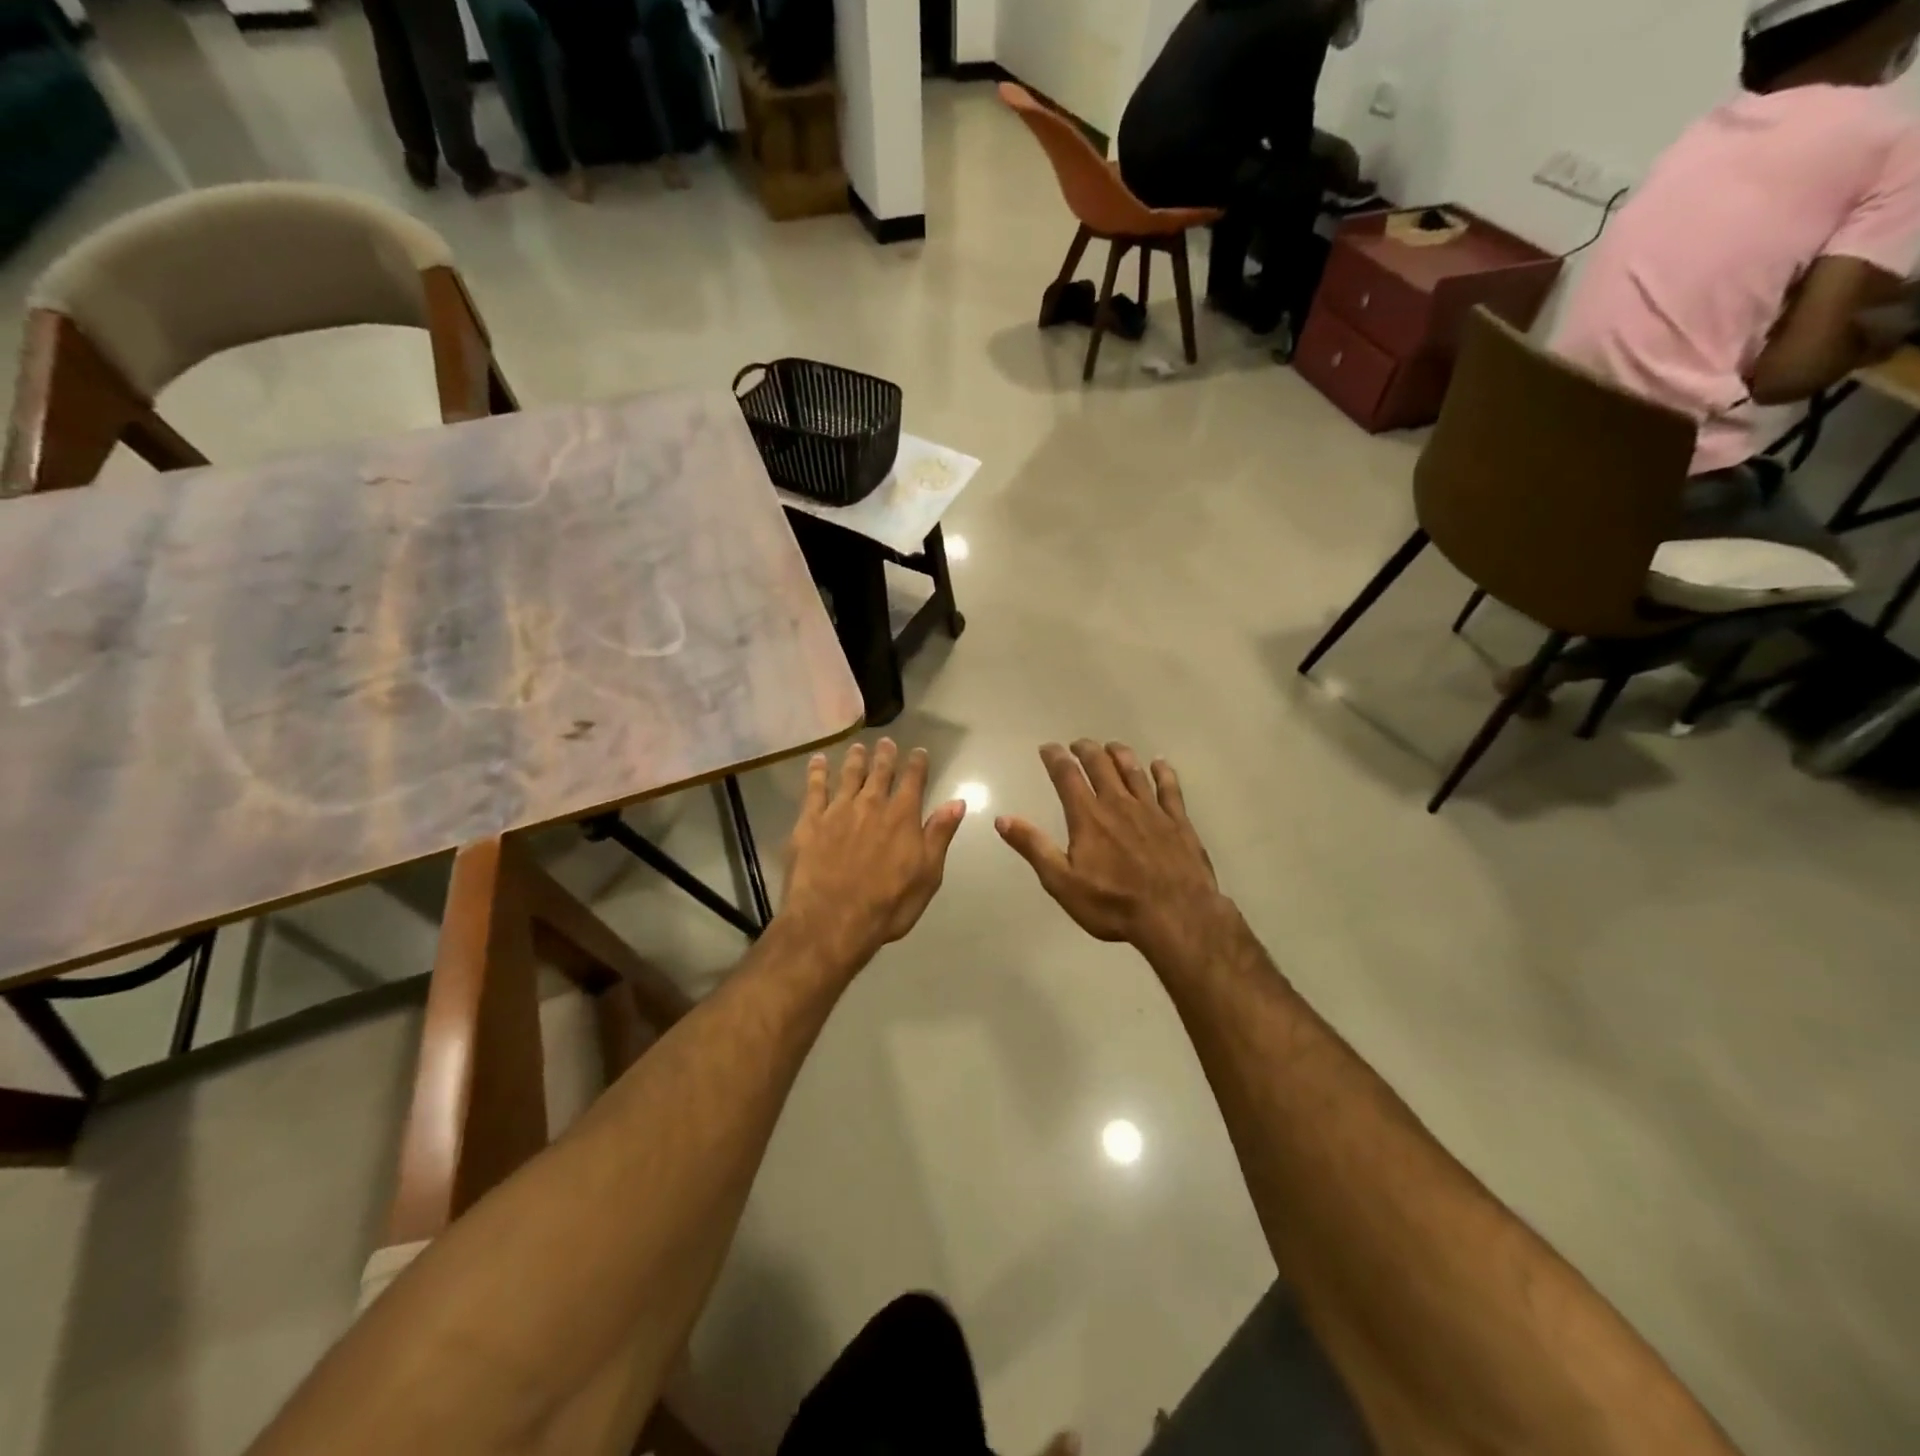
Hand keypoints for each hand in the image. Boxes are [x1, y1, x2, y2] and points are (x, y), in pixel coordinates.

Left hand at [779, 739, 965, 971]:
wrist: (832, 921)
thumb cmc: (888, 904)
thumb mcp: (927, 874)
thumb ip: (939, 835)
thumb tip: (957, 802)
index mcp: (902, 817)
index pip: (914, 781)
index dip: (917, 764)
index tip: (919, 752)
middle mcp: (871, 805)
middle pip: (880, 772)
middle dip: (885, 755)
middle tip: (886, 742)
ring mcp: (838, 811)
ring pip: (849, 775)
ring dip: (855, 759)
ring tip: (858, 747)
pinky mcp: (809, 822)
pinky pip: (814, 789)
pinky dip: (818, 772)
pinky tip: (818, 761)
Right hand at [996, 740, 1228, 966]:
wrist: (1176, 916)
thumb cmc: (1113, 904)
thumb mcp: (1062, 882)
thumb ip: (1033, 847)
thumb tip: (1003, 819)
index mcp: (1088, 816)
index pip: (1067, 776)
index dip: (1055, 757)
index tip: (1047, 748)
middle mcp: (1119, 804)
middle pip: (1101, 765)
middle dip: (1086, 750)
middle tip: (1078, 744)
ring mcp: (1152, 810)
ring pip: (1134, 771)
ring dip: (1120, 754)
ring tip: (1112, 747)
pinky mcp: (1178, 822)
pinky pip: (1170, 788)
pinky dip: (1163, 772)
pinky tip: (1160, 764)